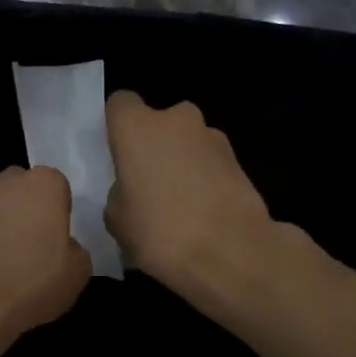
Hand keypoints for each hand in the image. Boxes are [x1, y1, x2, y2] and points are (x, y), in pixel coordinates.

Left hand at [0, 166, 91, 343]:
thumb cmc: (35, 279)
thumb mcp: (79, 271)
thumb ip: (75, 248)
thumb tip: (63, 246)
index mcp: (45, 184)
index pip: (59, 186)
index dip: (61, 210)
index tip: (60, 234)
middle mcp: (9, 182)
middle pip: (26, 188)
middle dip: (32, 207)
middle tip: (39, 241)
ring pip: (2, 205)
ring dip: (8, 222)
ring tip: (14, 256)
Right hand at [105, 92, 274, 296]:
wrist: (231, 253)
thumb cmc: (161, 232)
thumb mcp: (117, 221)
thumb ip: (118, 193)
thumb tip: (131, 190)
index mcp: (138, 127)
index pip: (120, 104)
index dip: (116, 127)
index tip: (116, 155)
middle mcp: (177, 120)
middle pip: (158, 123)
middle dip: (153, 147)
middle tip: (146, 185)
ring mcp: (213, 137)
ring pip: (186, 143)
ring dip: (180, 163)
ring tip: (177, 205)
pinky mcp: (239, 161)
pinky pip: (209, 163)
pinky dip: (203, 180)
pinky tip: (201, 214)